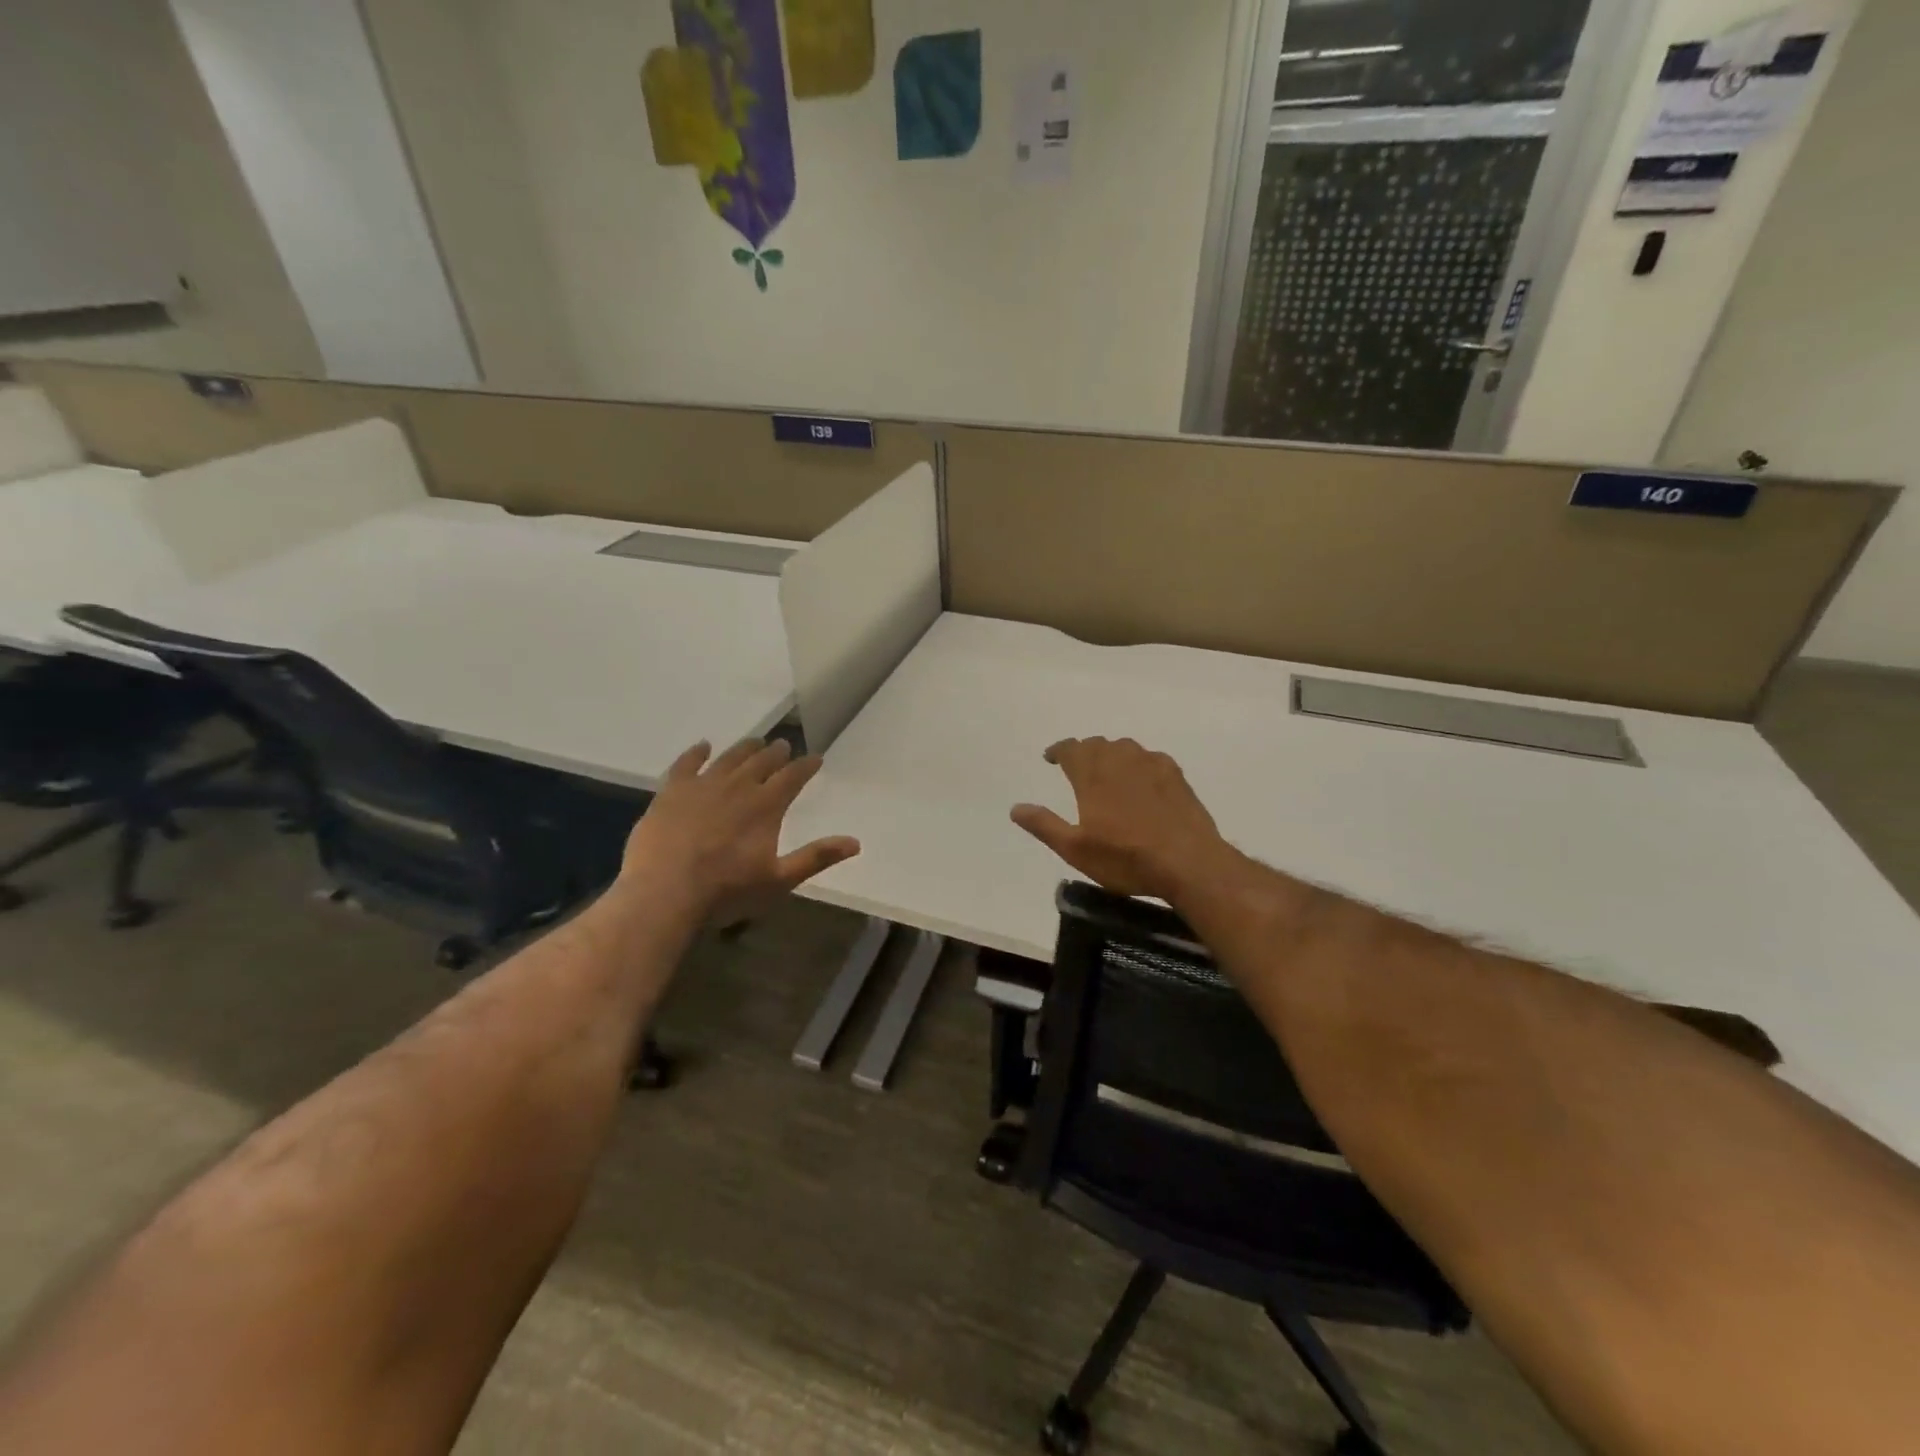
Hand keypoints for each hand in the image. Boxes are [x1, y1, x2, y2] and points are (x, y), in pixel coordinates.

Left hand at [619, 739, 859, 923]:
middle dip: (776, 752)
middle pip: (761, 761)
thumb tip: (855, 843)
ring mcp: (702, 786)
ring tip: (755, 742)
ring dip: (745, 748)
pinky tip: (703, 746)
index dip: (806, 766)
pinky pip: (686, 763)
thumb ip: (816, 857)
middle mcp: (738, 786)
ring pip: (729, 758)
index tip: (815, 758)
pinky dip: (697, 752)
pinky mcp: (671, 792)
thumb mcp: (779, 880)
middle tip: (784, 745)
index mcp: (766, 806)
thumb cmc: (727, 891)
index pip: (792, 777)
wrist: (664, 893)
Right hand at [1011, 737, 1227, 900]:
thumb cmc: (1125, 858)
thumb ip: (1044, 825)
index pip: (1070, 749)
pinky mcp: (1176, 776)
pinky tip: (1142, 780)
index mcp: (1092, 775)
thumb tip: (1016, 808)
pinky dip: (1138, 763)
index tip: (1050, 758)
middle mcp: (1120, 760)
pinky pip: (1150, 758)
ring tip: (1107, 772)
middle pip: (1097, 744)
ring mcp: (1151, 765)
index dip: (1058, 751)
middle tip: (1076, 767)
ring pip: (1125, 748)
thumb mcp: (1075, 849)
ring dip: (1111, 754)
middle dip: (1083, 752)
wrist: (1188, 862)